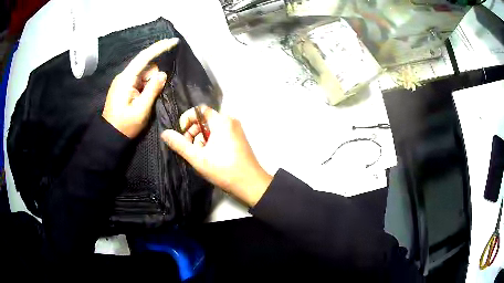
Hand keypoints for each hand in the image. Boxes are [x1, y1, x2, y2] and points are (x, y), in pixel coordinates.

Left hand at [102, 38, 178, 137]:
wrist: (110, 136)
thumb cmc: (125, 126)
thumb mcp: (141, 110)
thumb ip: (152, 90)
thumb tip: (162, 74)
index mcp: (126, 79)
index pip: (144, 57)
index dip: (159, 48)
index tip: (174, 42)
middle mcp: (123, 76)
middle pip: (145, 66)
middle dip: (153, 77)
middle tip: (149, 97)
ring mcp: (123, 81)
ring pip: (143, 74)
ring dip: (149, 84)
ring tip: (143, 102)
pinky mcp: (123, 86)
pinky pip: (139, 80)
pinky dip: (144, 86)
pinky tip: (141, 99)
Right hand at [161, 105, 272, 206]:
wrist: (250, 184)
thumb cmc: (224, 170)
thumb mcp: (198, 157)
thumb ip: (180, 144)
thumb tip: (164, 133)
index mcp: (222, 121)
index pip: (199, 110)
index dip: (187, 119)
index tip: (182, 134)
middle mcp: (230, 121)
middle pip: (204, 120)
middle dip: (193, 133)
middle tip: (191, 150)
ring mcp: (235, 130)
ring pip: (211, 129)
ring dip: (201, 140)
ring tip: (201, 157)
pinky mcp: (238, 139)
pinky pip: (219, 135)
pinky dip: (211, 143)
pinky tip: (210, 157)